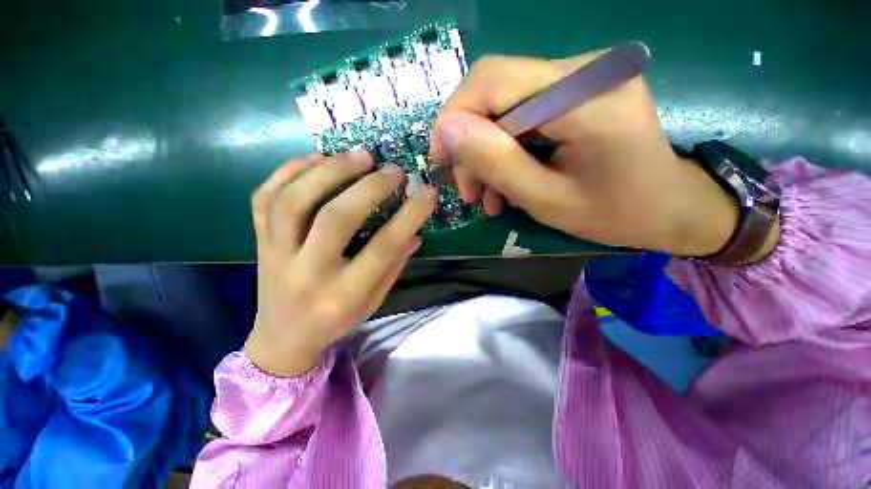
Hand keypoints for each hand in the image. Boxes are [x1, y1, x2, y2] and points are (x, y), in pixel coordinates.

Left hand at [245, 151, 436, 376]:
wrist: (282, 337)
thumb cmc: (335, 321)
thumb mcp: (373, 301)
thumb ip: (394, 265)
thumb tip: (414, 230)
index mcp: (343, 295)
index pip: (383, 248)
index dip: (409, 216)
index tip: (427, 192)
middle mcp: (307, 273)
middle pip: (336, 218)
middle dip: (369, 187)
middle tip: (393, 169)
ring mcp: (276, 254)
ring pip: (294, 201)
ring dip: (330, 170)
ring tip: (359, 156)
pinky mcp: (258, 241)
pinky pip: (265, 197)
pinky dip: (290, 171)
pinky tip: (317, 159)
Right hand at [430, 51, 740, 256]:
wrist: (669, 207)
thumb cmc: (615, 213)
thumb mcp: (545, 199)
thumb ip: (496, 162)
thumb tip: (447, 130)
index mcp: (586, 95)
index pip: (494, 80)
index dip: (454, 117)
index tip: (440, 160)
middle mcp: (587, 70)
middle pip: (496, 91)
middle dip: (471, 143)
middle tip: (469, 190)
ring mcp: (584, 76)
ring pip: (506, 105)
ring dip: (487, 152)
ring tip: (486, 195)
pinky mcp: (580, 91)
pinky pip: (524, 113)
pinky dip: (507, 148)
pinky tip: (506, 181)